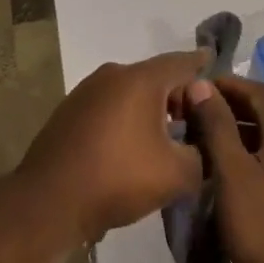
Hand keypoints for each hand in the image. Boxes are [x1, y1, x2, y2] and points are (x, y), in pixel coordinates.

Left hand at [18, 52, 205, 245]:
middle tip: (197, 120)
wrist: (49, 201)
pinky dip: (127, 118)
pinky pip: (110, 106)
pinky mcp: (70, 111)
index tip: (214, 61)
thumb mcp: (177, 174)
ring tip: (168, 137)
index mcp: (140, 79)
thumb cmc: (118, 178)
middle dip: (178, 95)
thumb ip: (203, 155)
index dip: (202, 64)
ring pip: (130, 92)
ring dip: (151, 109)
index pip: (181, 62)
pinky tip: (133, 146)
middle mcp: (112, 75)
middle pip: (155, 77)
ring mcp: (86, 91)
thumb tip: (204, 147)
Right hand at [188, 76, 263, 262]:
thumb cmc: (263, 228)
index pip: (258, 91)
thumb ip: (217, 125)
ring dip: (238, 129)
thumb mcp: (232, 173)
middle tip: (195, 112)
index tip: (195, 88)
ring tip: (204, 139)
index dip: (226, 84)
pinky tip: (227, 170)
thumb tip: (202, 85)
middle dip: (230, 105)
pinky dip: (250, 151)